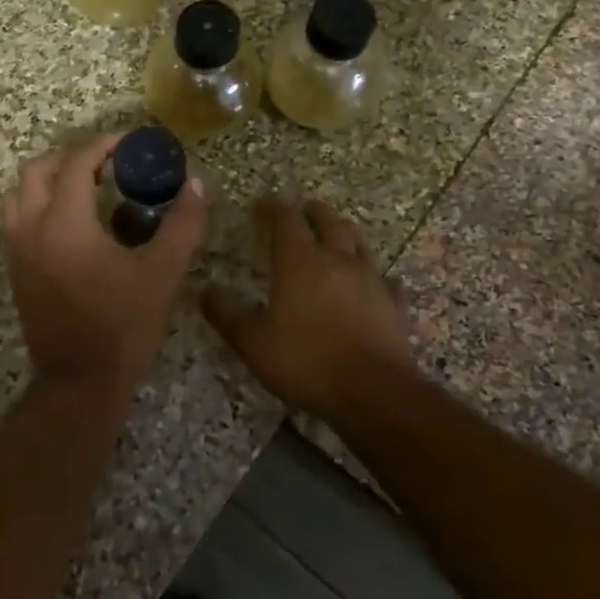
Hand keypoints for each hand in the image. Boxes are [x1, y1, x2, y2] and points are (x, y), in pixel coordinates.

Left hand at [3, 134, 207, 395]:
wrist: (80, 383)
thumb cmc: (123, 327)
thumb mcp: (163, 274)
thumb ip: (183, 224)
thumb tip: (197, 185)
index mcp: (64, 224)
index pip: (76, 163)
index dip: (104, 145)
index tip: (130, 143)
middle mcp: (31, 229)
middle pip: (38, 170)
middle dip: (72, 157)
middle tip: (107, 163)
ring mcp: (17, 251)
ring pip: (20, 193)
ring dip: (50, 178)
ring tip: (87, 187)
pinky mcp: (15, 270)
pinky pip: (18, 218)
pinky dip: (40, 203)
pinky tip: (73, 221)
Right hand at [203, 198, 414, 423]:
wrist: (373, 393)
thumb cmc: (306, 362)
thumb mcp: (253, 343)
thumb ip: (227, 314)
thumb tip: (205, 290)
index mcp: (301, 262)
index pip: (286, 219)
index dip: (272, 208)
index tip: (261, 205)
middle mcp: (338, 260)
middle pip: (328, 222)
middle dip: (312, 213)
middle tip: (302, 211)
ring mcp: (372, 281)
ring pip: (359, 243)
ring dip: (344, 234)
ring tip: (335, 236)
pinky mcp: (394, 305)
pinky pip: (386, 281)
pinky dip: (375, 276)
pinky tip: (373, 284)